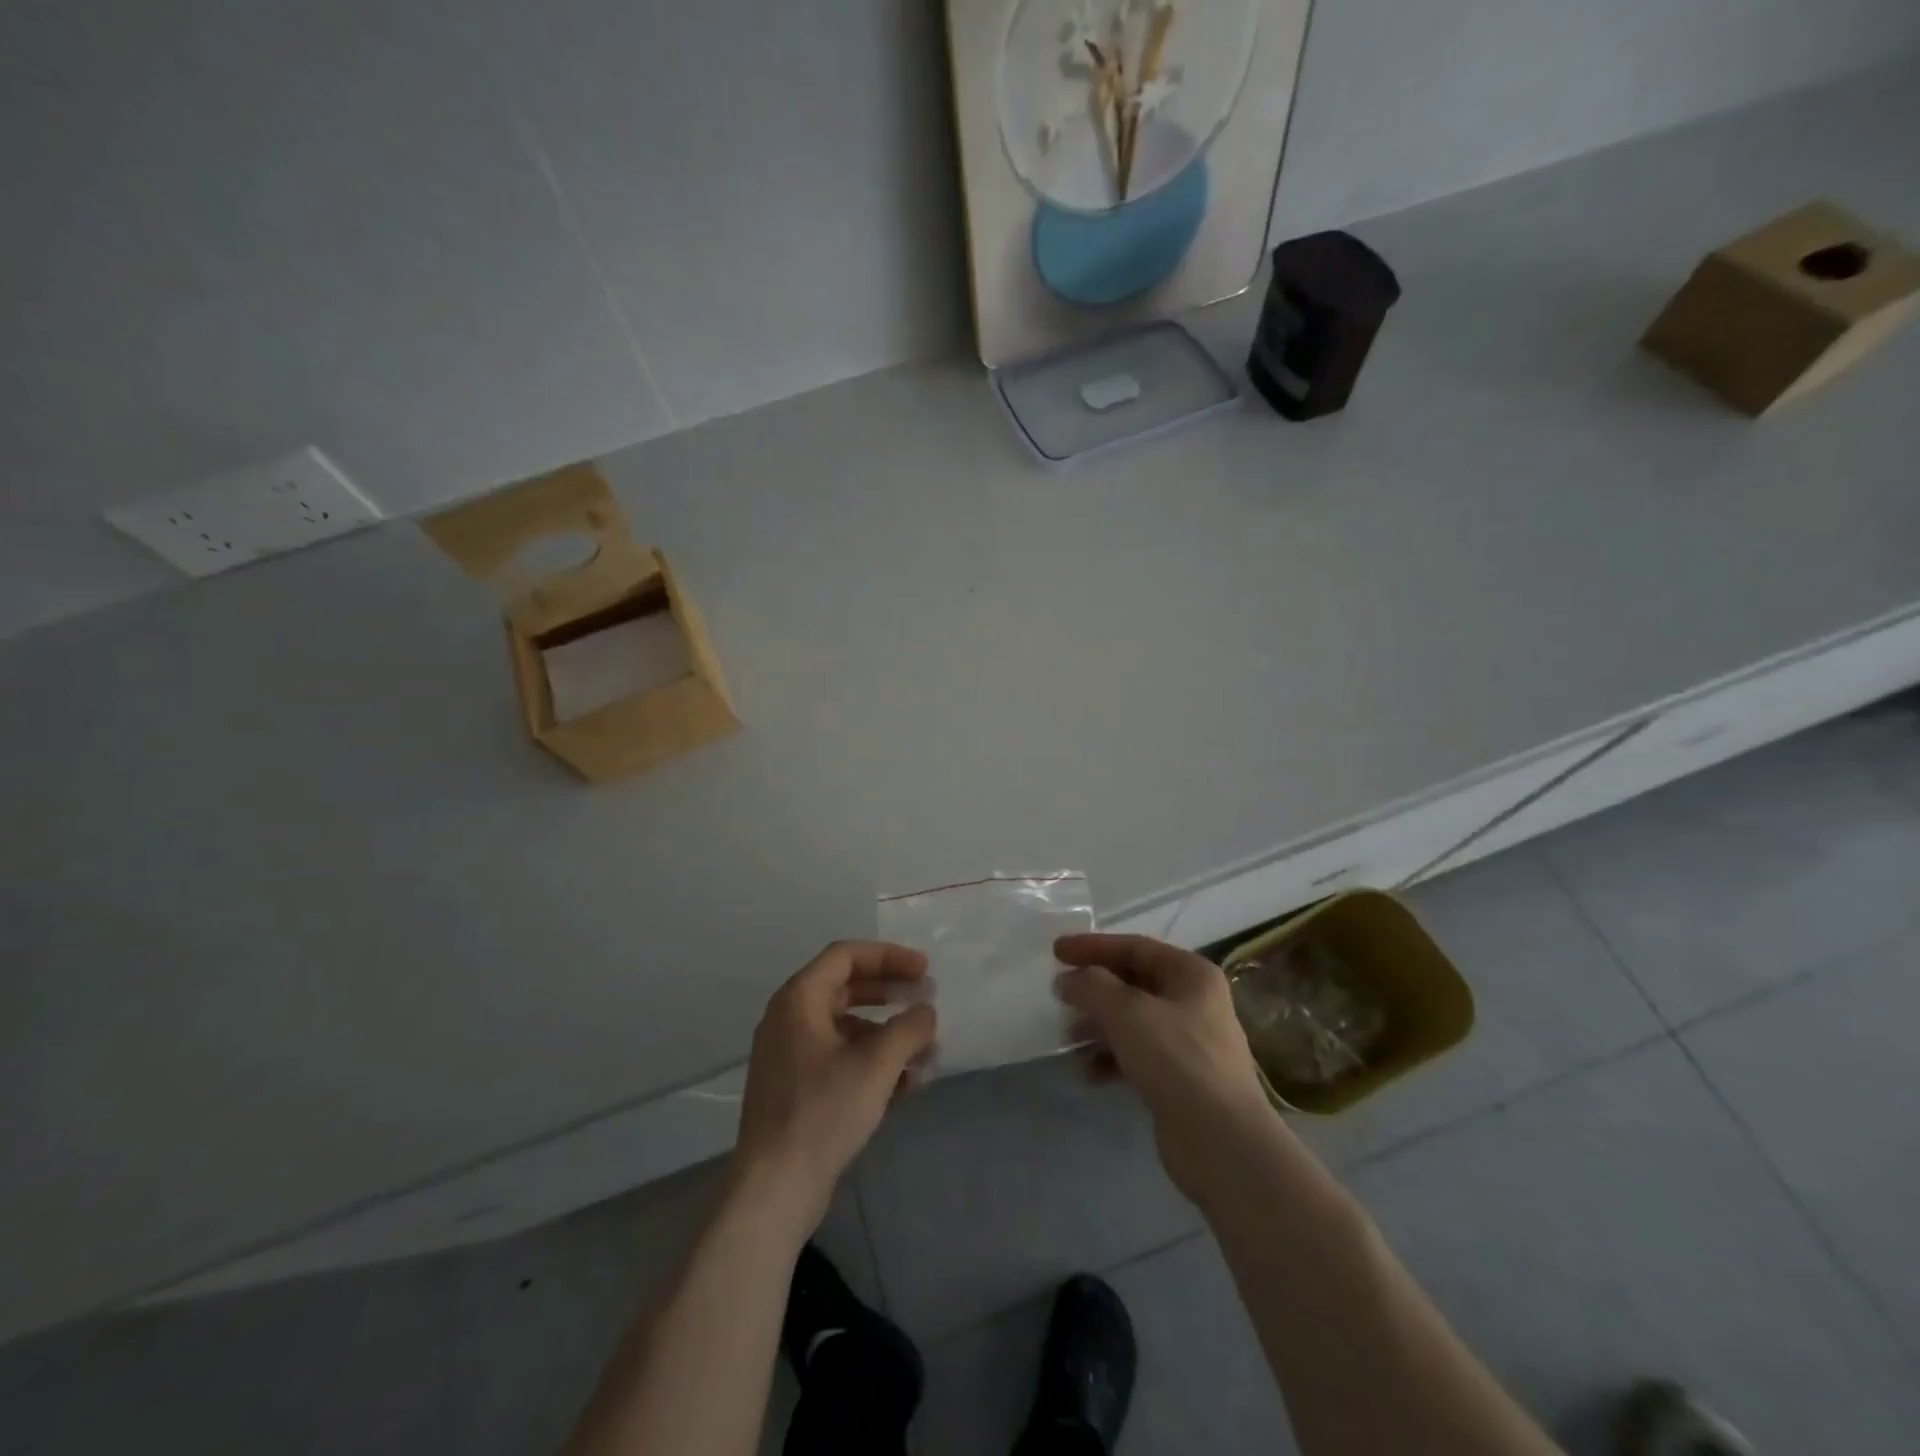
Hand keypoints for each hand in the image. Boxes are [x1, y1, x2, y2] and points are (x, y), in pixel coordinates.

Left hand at [733, 941, 936, 1231]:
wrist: (774, 1189)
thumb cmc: (823, 1113)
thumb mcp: (876, 1066)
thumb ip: (908, 1029)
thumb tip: (926, 1011)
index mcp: (799, 1000)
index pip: (846, 956)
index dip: (889, 956)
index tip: (924, 970)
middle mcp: (789, 1018)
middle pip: (846, 987)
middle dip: (890, 992)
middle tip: (926, 1000)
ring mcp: (790, 1054)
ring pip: (846, 1026)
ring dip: (886, 1032)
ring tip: (924, 1051)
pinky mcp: (796, 1087)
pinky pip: (838, 1056)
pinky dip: (871, 1059)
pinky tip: (904, 1082)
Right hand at [1054, 933, 1275, 1201]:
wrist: (1221, 1141)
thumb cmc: (1176, 1059)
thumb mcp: (1127, 1012)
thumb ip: (1092, 986)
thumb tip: (1068, 981)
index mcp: (1191, 974)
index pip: (1135, 947)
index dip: (1093, 946)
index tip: (1056, 951)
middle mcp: (1194, 1001)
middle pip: (1133, 983)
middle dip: (1094, 990)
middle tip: (1059, 996)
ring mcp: (1189, 1041)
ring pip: (1133, 1021)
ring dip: (1098, 1026)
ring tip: (1067, 1038)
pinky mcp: (1181, 1078)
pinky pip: (1137, 1055)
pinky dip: (1111, 1058)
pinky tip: (1087, 1073)